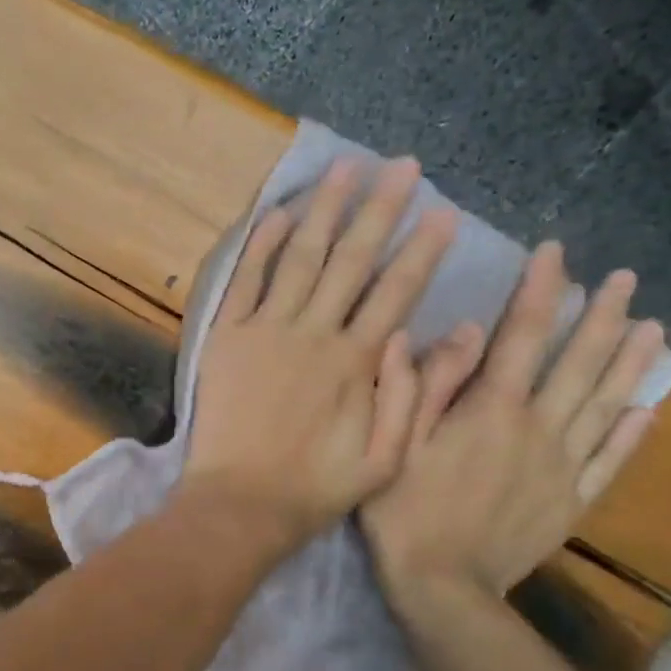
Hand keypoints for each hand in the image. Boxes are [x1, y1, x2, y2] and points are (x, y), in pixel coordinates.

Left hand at [181, 157, 458, 553]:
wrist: (240, 502)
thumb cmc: (315, 488)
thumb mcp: (385, 460)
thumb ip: (409, 397)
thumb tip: (426, 334)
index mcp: (356, 362)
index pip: (397, 291)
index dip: (423, 250)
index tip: (444, 213)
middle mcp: (313, 333)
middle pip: (352, 260)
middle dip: (381, 210)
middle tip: (403, 168)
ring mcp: (265, 331)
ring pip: (300, 257)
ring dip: (324, 210)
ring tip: (345, 168)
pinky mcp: (226, 337)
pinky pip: (244, 281)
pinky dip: (261, 245)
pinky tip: (278, 213)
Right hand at [361, 241, 665, 600]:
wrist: (442, 587)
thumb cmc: (403, 510)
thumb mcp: (396, 441)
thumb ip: (428, 384)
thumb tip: (464, 330)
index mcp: (490, 410)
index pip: (522, 336)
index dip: (540, 291)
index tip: (557, 253)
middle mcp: (536, 429)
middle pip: (576, 364)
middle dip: (600, 317)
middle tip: (625, 279)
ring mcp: (561, 467)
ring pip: (604, 405)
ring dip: (629, 364)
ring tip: (656, 330)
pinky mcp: (571, 502)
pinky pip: (610, 461)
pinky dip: (631, 433)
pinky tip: (649, 409)